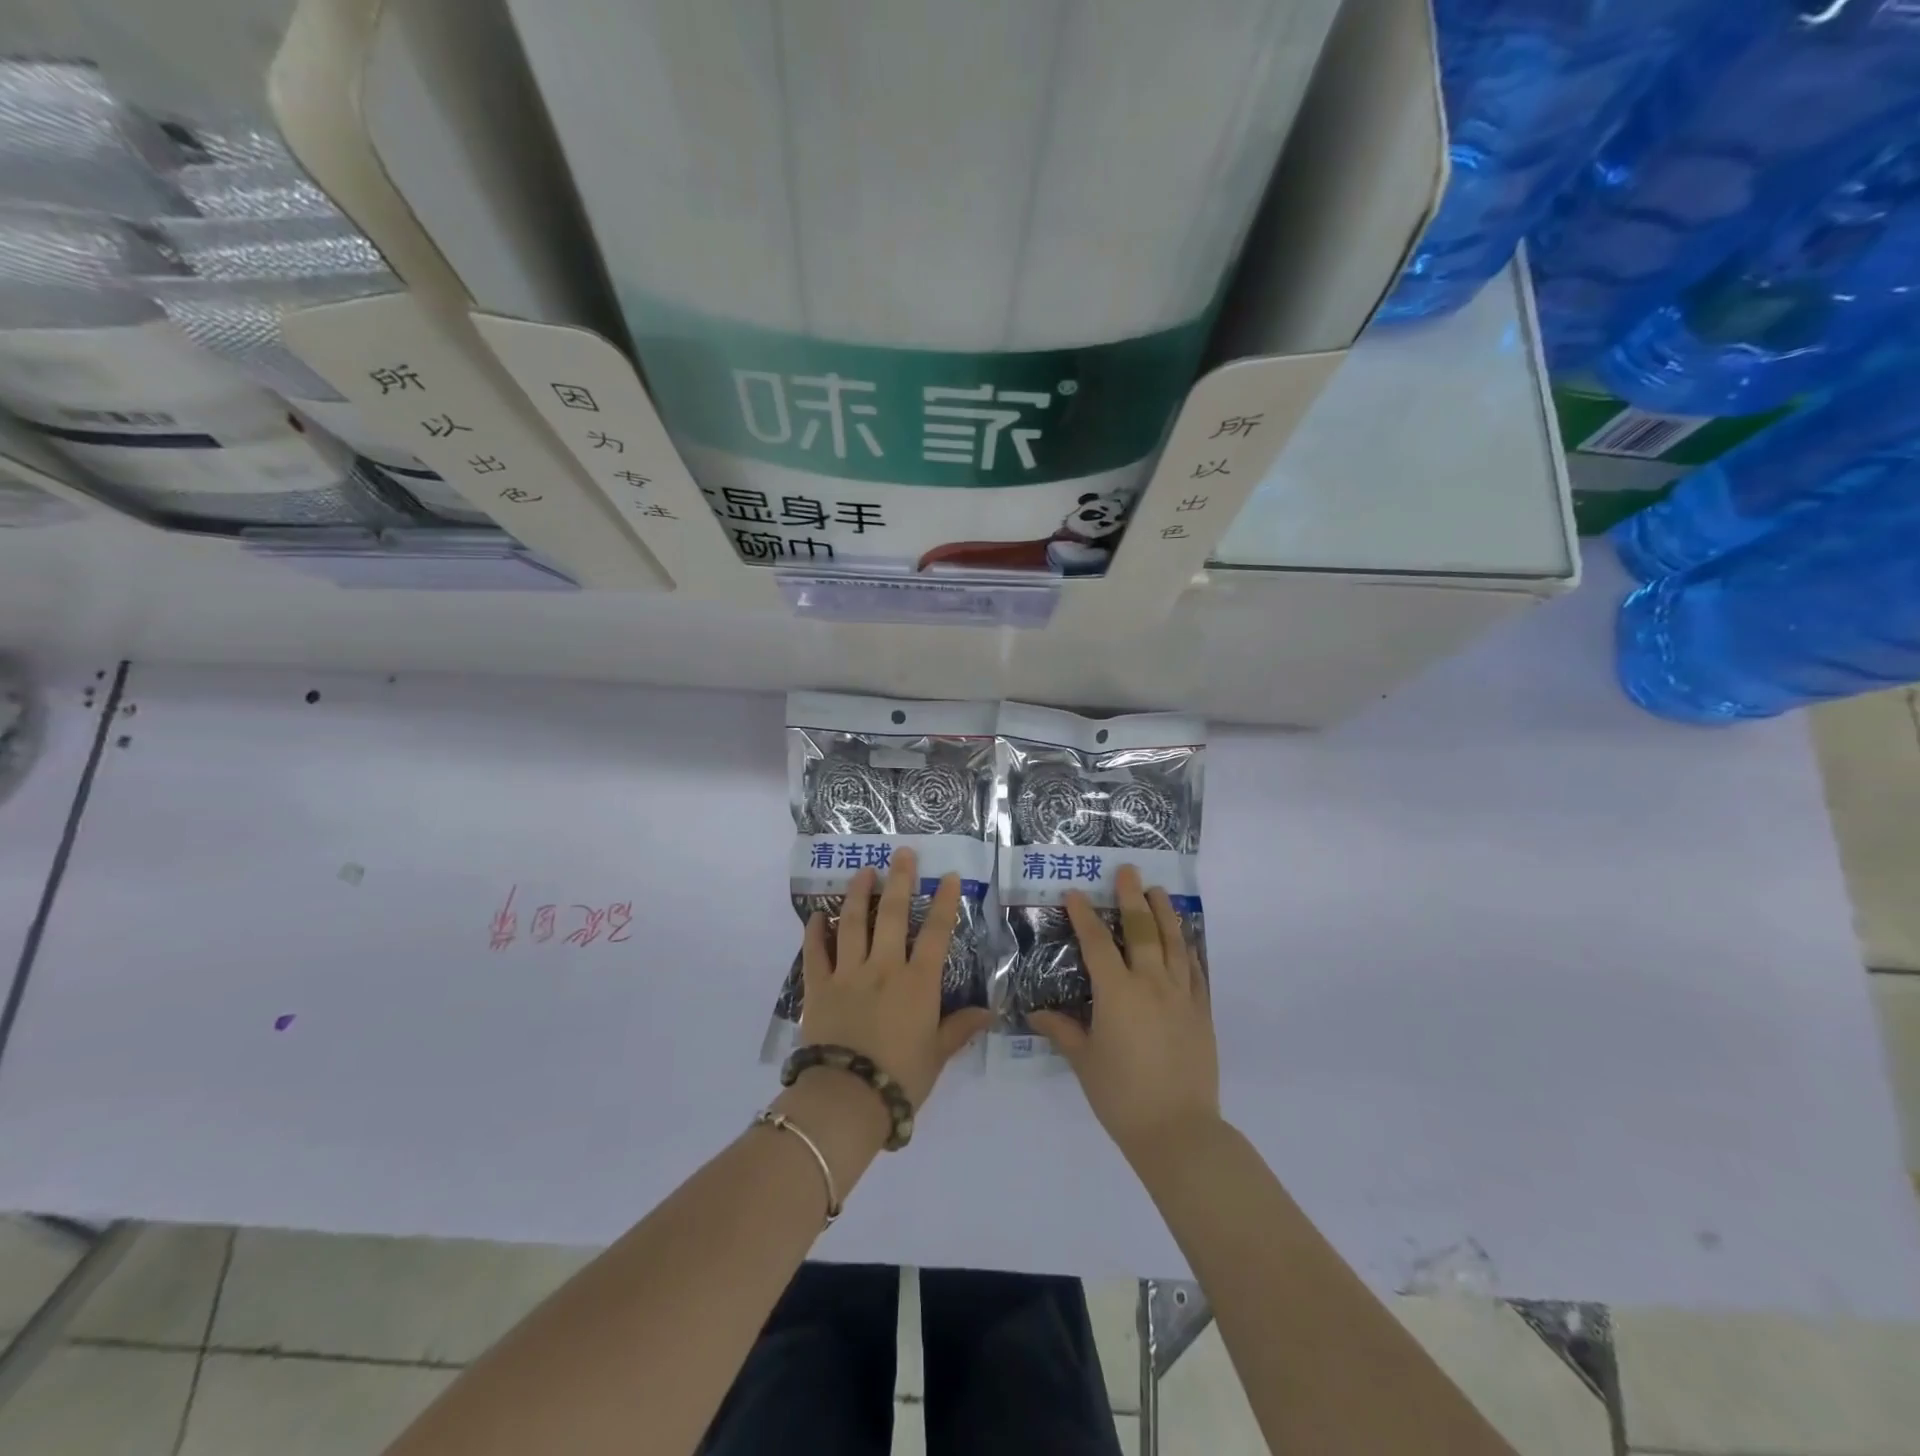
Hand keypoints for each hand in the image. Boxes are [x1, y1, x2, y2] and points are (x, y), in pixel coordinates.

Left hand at [798, 849, 992, 1111]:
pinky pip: (815, 953)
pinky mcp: (818, 987)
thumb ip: (960, 1028)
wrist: (846, 1098)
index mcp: (917, 983)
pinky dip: (815, 932)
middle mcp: (883, 968)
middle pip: (891, 915)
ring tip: (863, 871)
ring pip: (852, 923)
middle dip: (899, 880)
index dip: (943, 902)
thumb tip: (989, 1012)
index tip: (946, 876)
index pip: (935, 933)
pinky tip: (816, 916)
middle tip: (901, 852)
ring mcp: (847, 974)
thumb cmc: (900, 1078)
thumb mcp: (937, 1055)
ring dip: (858, 894)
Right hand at [1029, 865, 1221, 1165]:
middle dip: (1131, 898)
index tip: (1075, 893)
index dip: (1084, 915)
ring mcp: (1181, 996)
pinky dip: (1189, 949)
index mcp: (1117, 993)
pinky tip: (1185, 939)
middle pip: (1142, 930)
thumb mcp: (1084, 1062)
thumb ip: (1062, 1031)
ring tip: (1158, 891)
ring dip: (1164, 913)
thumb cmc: (1121, 1096)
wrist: (1178, 1130)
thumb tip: (1035, 1014)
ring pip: (1174, 943)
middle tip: (1128, 872)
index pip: (1097, 943)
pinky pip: (1196, 971)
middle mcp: (1151, 984)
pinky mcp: (1201, 1012)